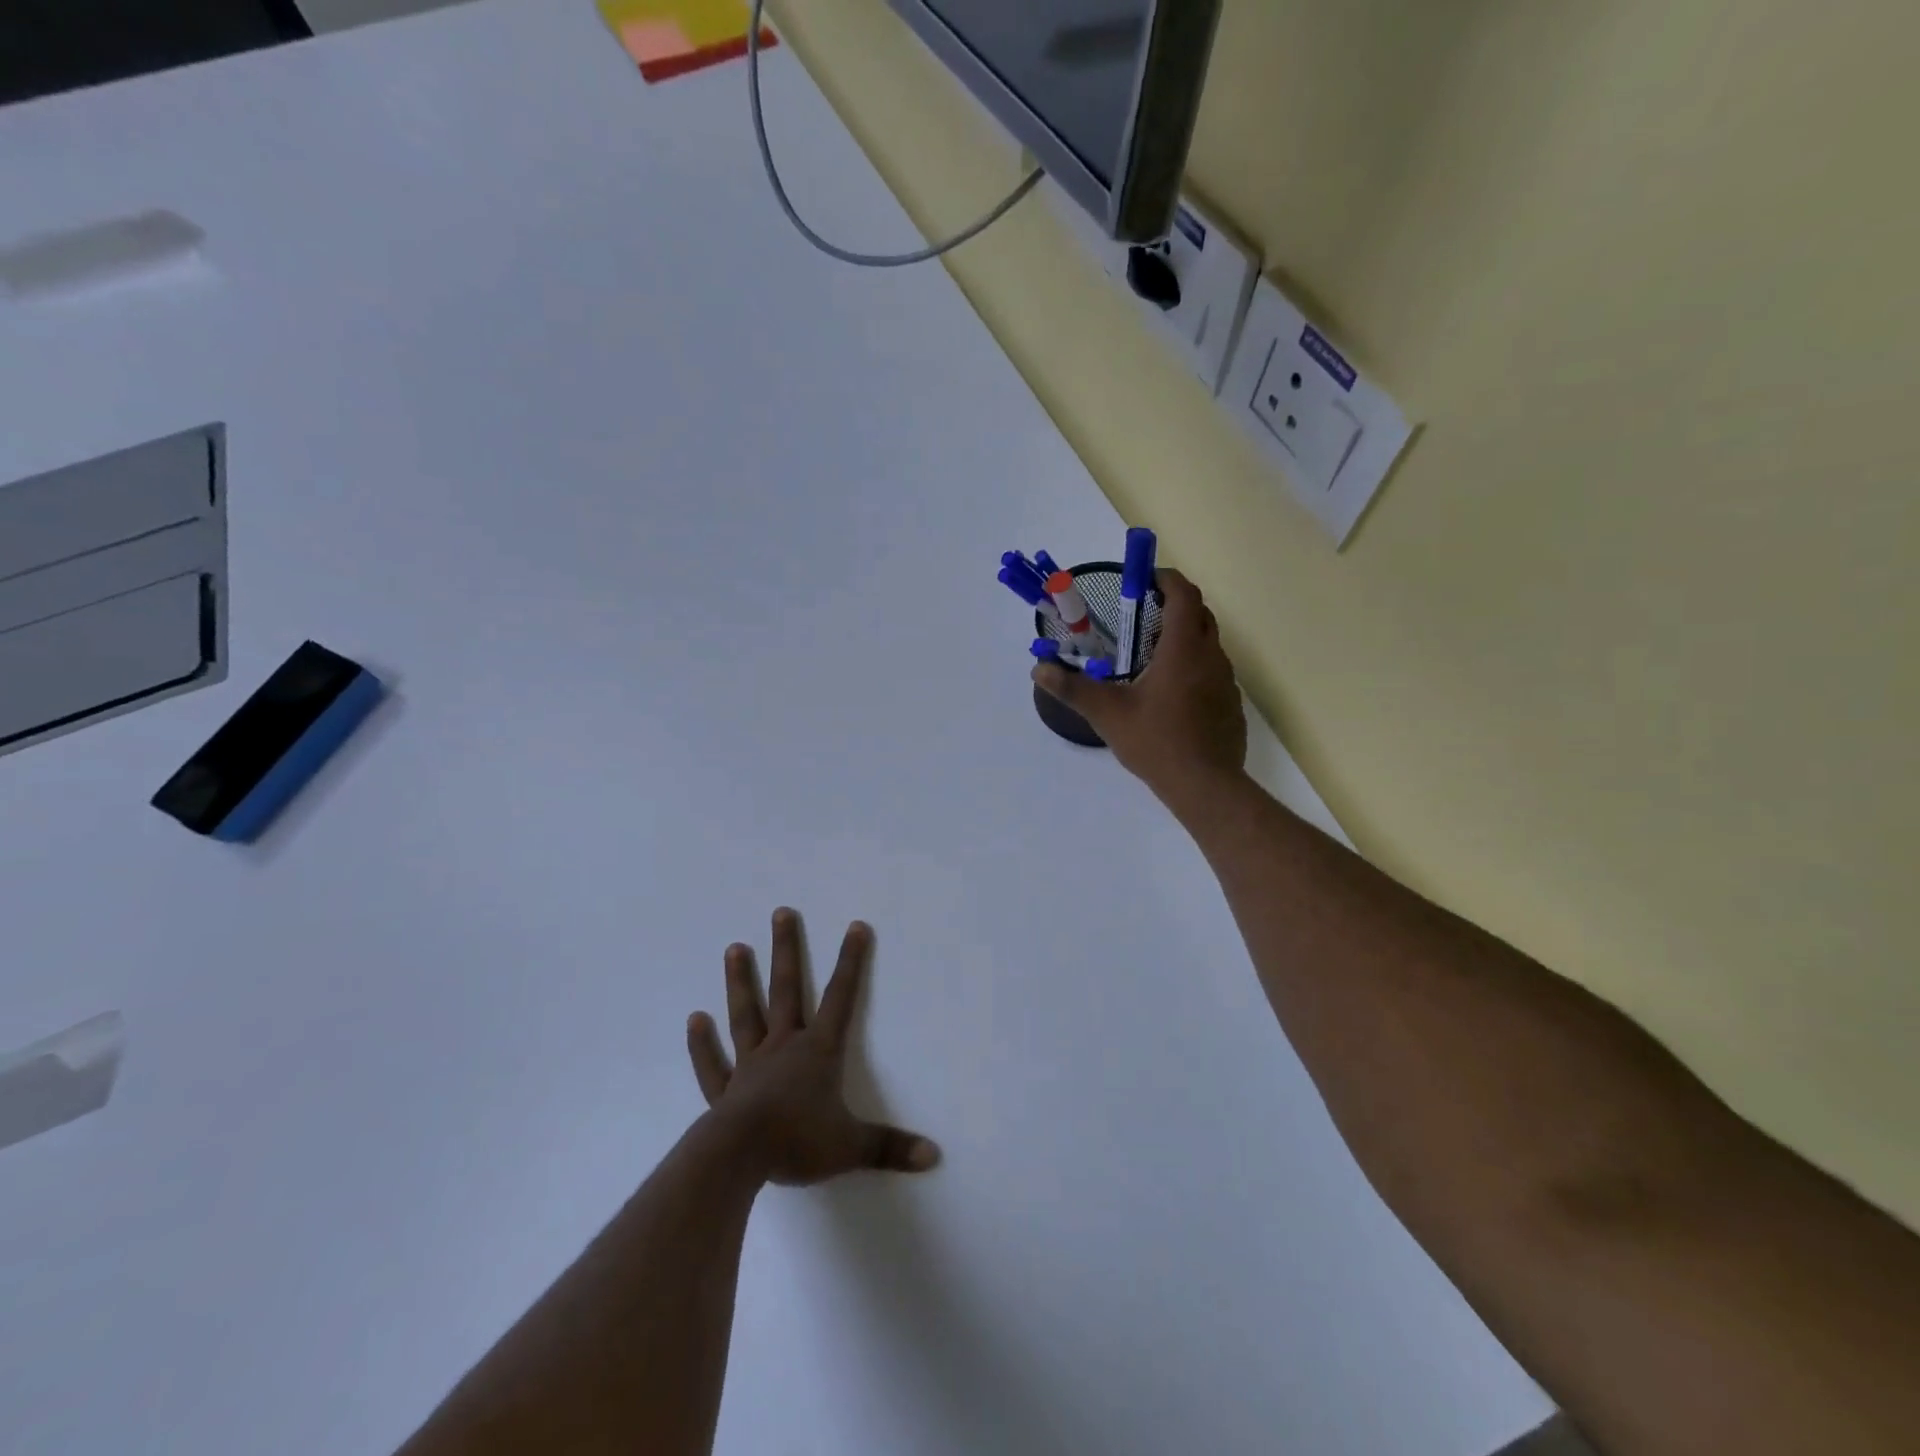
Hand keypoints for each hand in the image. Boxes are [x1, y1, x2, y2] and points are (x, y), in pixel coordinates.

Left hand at [686, 908, 939, 1185]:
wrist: (738, 1159)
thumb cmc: (799, 1141)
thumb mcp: (852, 1146)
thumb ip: (891, 1147)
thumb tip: (934, 1155)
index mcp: (817, 1051)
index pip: (841, 998)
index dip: (850, 962)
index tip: (855, 926)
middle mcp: (783, 1046)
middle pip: (786, 990)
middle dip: (786, 950)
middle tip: (780, 912)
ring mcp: (750, 1065)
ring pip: (746, 1014)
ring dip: (741, 981)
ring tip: (735, 947)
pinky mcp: (724, 1091)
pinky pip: (713, 1063)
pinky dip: (703, 1043)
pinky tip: (695, 1020)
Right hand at [1032, 567, 1246, 809]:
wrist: (1205, 785)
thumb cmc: (1156, 742)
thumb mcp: (1107, 714)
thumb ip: (1072, 688)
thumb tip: (1038, 669)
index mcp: (1183, 649)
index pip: (1184, 595)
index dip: (1167, 580)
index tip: (1146, 580)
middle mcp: (1211, 657)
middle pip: (1200, 614)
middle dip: (1175, 606)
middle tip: (1144, 615)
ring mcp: (1226, 681)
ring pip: (1209, 644)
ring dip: (1185, 637)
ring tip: (1153, 655)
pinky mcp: (1231, 704)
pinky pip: (1214, 671)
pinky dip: (1195, 667)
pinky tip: (1172, 694)